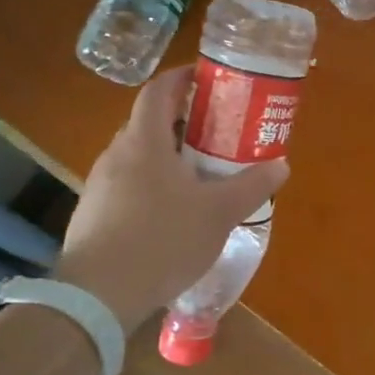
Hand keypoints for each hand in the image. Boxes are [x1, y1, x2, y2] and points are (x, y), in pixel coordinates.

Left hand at [53, 68, 288, 330]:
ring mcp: (99, 186)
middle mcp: (116, 155)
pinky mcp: (92, 216)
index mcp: (144, 142)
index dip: (182, 78)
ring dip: (167, 157)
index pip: (158, 90)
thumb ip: (251, 186)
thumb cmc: (162, 240)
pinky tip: (171, 215)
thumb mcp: (218, 213)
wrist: (96, 297)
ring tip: (200, 175)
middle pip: (149, 123)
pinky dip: (151, 186)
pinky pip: (127, 186)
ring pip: (138, 157)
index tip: (207, 79)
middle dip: (183, 122)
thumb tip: (281, 165)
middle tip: (217, 132)